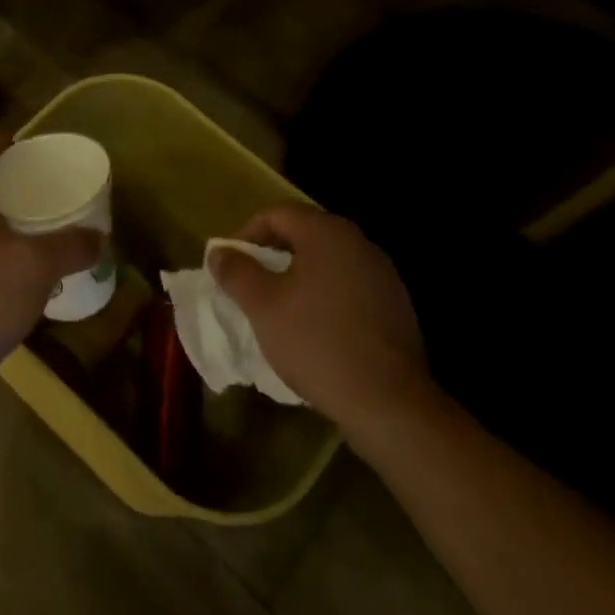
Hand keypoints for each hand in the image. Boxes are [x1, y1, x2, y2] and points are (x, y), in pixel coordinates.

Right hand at [211, 205, 434, 442]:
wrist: (387, 400)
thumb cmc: (316, 342)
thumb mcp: (262, 306)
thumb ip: (236, 272)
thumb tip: (219, 252)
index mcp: (327, 232)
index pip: (277, 214)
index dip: (247, 234)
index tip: (231, 264)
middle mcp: (359, 242)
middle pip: (305, 234)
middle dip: (273, 255)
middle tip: (251, 285)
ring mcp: (382, 273)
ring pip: (328, 262)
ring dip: (300, 276)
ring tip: (280, 308)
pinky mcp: (396, 304)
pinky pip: (350, 286)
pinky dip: (326, 296)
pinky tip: (316, 329)